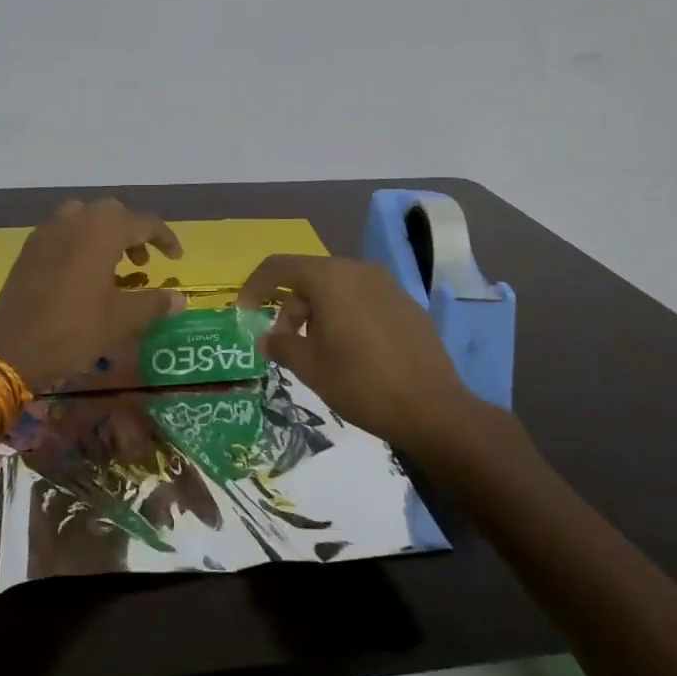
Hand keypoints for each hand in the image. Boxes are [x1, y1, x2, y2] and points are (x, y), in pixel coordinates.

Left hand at [0, 199, 186, 390]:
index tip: (176, 258)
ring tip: (114, 266)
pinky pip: (63, 231)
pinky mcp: (30, 247)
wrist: (11, 349)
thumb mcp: (121, 320)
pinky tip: (83, 272)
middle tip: (142, 261)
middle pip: (113, 213)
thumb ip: (154, 303)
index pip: (144, 222)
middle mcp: (75, 220)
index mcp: (102, 231)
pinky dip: (81, 241)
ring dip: (105, 234)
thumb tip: (179, 299)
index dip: (165, 238)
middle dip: (133, 232)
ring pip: (85, 217)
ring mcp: (48, 231)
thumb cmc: (73, 330)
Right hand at [235, 254, 488, 454]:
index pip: (279, 267)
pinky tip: (351, 352)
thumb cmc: (360, 383)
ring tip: (317, 351)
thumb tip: (266, 337)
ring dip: (318, 313)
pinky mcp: (407, 304)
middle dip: (289, 307)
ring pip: (338, 289)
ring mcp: (387, 285)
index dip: (255, 286)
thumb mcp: (310, 367)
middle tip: (283, 343)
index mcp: (330, 278)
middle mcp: (358, 270)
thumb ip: (281, 345)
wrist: (433, 408)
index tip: (243, 312)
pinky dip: (346, 316)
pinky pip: (364, 300)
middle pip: (310, 278)